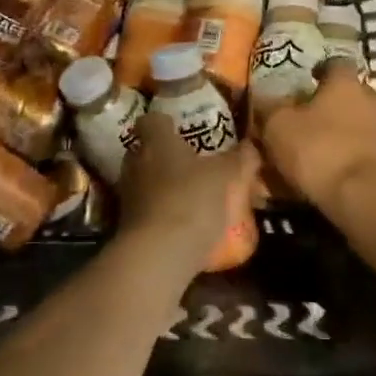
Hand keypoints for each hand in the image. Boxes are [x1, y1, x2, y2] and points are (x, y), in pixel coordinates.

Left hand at [115, 114, 260, 277]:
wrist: (158, 255)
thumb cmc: (191, 200)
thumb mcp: (225, 176)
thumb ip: (238, 159)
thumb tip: (250, 146)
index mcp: (155, 141)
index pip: (150, 120)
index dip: (165, 123)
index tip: (181, 129)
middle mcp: (135, 162)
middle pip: (145, 151)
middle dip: (165, 156)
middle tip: (192, 164)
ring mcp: (127, 194)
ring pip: (145, 180)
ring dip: (163, 185)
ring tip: (191, 196)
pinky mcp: (126, 224)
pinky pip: (146, 209)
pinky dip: (161, 212)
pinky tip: (183, 223)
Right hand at [258, 65, 375, 213]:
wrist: (370, 199)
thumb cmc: (320, 150)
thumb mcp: (278, 126)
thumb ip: (269, 109)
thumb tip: (263, 100)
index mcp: (345, 83)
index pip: (334, 65)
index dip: (318, 72)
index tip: (303, 83)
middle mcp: (372, 100)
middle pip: (347, 98)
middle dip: (326, 110)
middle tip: (302, 125)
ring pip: (355, 129)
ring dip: (337, 139)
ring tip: (311, 159)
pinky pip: (363, 156)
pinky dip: (347, 164)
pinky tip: (328, 180)